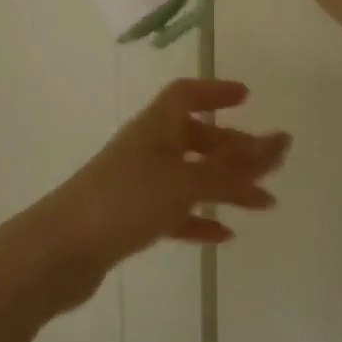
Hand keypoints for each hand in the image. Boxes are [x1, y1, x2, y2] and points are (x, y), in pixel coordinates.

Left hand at [30, 79, 288, 312]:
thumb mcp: (185, 181)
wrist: (61, 250)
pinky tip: (223, 235)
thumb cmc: (126, 201)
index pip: (186, 94)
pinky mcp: (129, 217)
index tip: (247, 97)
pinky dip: (198, 218)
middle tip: (268, 164)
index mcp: (155, 127)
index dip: (216, 91)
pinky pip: (174, 210)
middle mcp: (146, 148)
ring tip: (264, 204)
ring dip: (225, 186)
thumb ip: (234, 167)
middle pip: (194, 137)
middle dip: (232, 148)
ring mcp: (136, 183)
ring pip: (189, 176)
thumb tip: (281, 142)